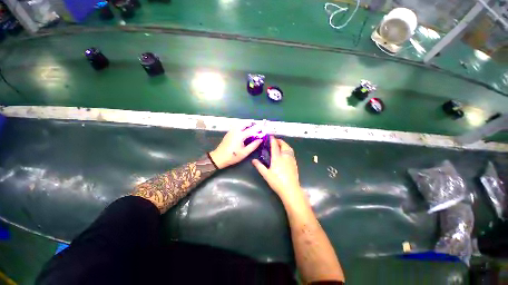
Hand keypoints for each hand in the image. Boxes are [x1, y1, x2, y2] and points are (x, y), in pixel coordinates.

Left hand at [209, 124, 263, 168]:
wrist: (219, 157)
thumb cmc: (233, 156)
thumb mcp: (245, 152)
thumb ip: (253, 145)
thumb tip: (260, 140)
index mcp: (240, 135)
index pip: (251, 130)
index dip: (258, 129)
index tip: (263, 128)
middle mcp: (235, 131)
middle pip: (244, 124)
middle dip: (251, 124)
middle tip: (257, 126)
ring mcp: (231, 131)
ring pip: (240, 124)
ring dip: (246, 125)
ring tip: (251, 128)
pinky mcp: (228, 133)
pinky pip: (236, 127)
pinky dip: (241, 127)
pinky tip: (243, 131)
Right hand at [252, 137, 302, 200]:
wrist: (291, 189)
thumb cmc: (277, 182)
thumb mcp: (266, 174)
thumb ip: (259, 166)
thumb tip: (253, 160)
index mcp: (277, 158)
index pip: (275, 146)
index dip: (272, 140)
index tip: (270, 136)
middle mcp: (285, 156)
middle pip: (284, 145)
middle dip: (280, 141)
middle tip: (275, 140)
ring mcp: (291, 159)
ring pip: (289, 148)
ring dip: (284, 144)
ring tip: (281, 145)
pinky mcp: (294, 163)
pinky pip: (291, 152)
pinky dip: (288, 149)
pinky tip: (286, 152)